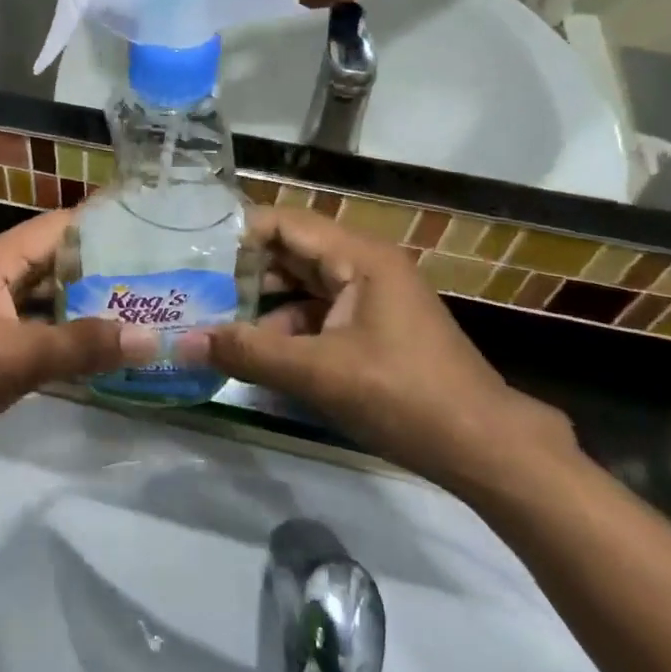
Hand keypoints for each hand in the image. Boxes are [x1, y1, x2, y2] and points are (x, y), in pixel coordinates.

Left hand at [0, 211, 151, 444]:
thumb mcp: (20, 356)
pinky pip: (32, 327)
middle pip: (52, 261)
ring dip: (83, 305)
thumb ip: (84, 346)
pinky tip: (96, 347)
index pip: (56, 227)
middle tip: (154, 278)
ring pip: (43, 297)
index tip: (148, 232)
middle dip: (99, 270)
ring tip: (137, 310)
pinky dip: (62, 334)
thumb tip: (152, 339)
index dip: (100, 226)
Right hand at [184, 208, 575, 490]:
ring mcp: (371, 296)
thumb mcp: (319, 374)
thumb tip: (184, 342)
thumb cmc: (404, 397)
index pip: (283, 222)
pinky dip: (288, 329)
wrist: (486, 449)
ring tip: (217, 326)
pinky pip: (319, 314)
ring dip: (263, 306)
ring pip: (302, 286)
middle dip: (244, 274)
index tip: (194, 259)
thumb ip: (249, 353)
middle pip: (290, 252)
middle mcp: (364, 264)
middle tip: (196, 295)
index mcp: (358, 256)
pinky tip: (259, 356)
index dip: (237, 236)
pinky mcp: (373, 326)